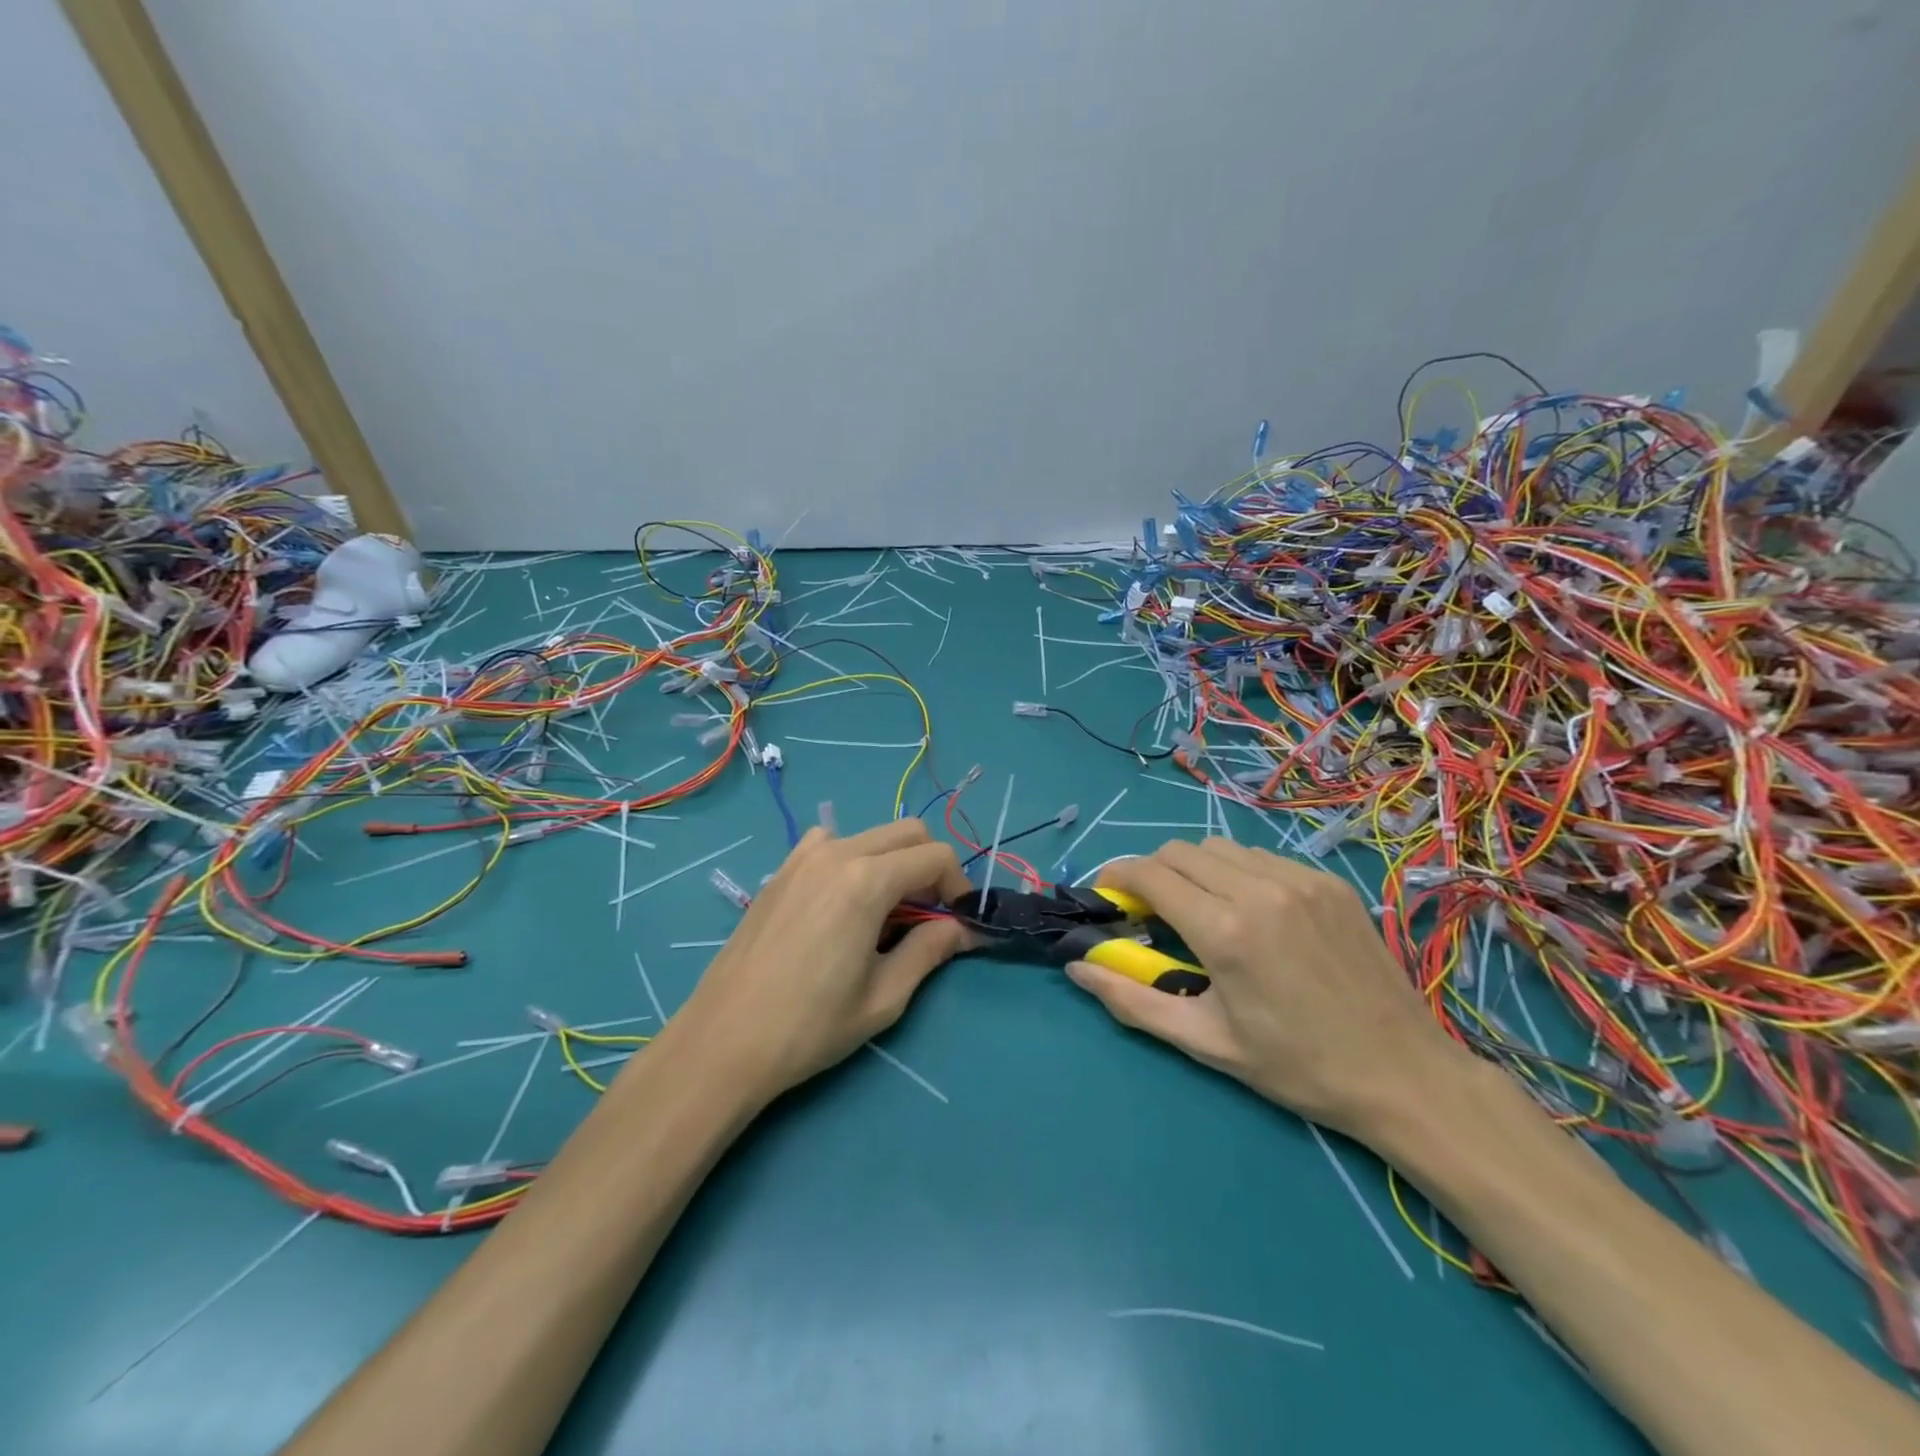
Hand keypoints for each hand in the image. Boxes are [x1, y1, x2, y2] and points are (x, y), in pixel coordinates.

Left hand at [666, 818, 973, 1102]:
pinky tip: (841, 904)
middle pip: (908, 832)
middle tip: (929, 915)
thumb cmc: (811, 1025)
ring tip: (885, 912)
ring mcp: (803, 856)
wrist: (724, 1041)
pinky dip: (853, 860)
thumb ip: (931, 950)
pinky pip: (831, 844)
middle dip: (930, 866)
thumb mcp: (885, 996)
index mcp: (867, 880)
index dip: (958, 885)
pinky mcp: (781, 870)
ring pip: (870, 835)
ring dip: (892, 862)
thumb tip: (964, 929)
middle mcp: (837, 852)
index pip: (935, 856)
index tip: (958, 922)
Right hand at [1064, 838, 1462, 1139]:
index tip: (1108, 897)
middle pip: (1178, 850)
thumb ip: (1131, 1000)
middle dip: (1152, 873)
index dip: (1117, 877)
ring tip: (1201, 910)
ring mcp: (1300, 878)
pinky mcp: (1328, 881)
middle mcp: (1259, 889)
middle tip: (1151, 912)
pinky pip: (1261, 857)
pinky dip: (1237, 872)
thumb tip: (1076, 966)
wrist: (1403, 1073)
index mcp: (1226, 930)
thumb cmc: (1296, 1066)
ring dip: (1194, 869)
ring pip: (1219, 847)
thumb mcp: (1205, 1042)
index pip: (1149, 874)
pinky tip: (1251, 911)